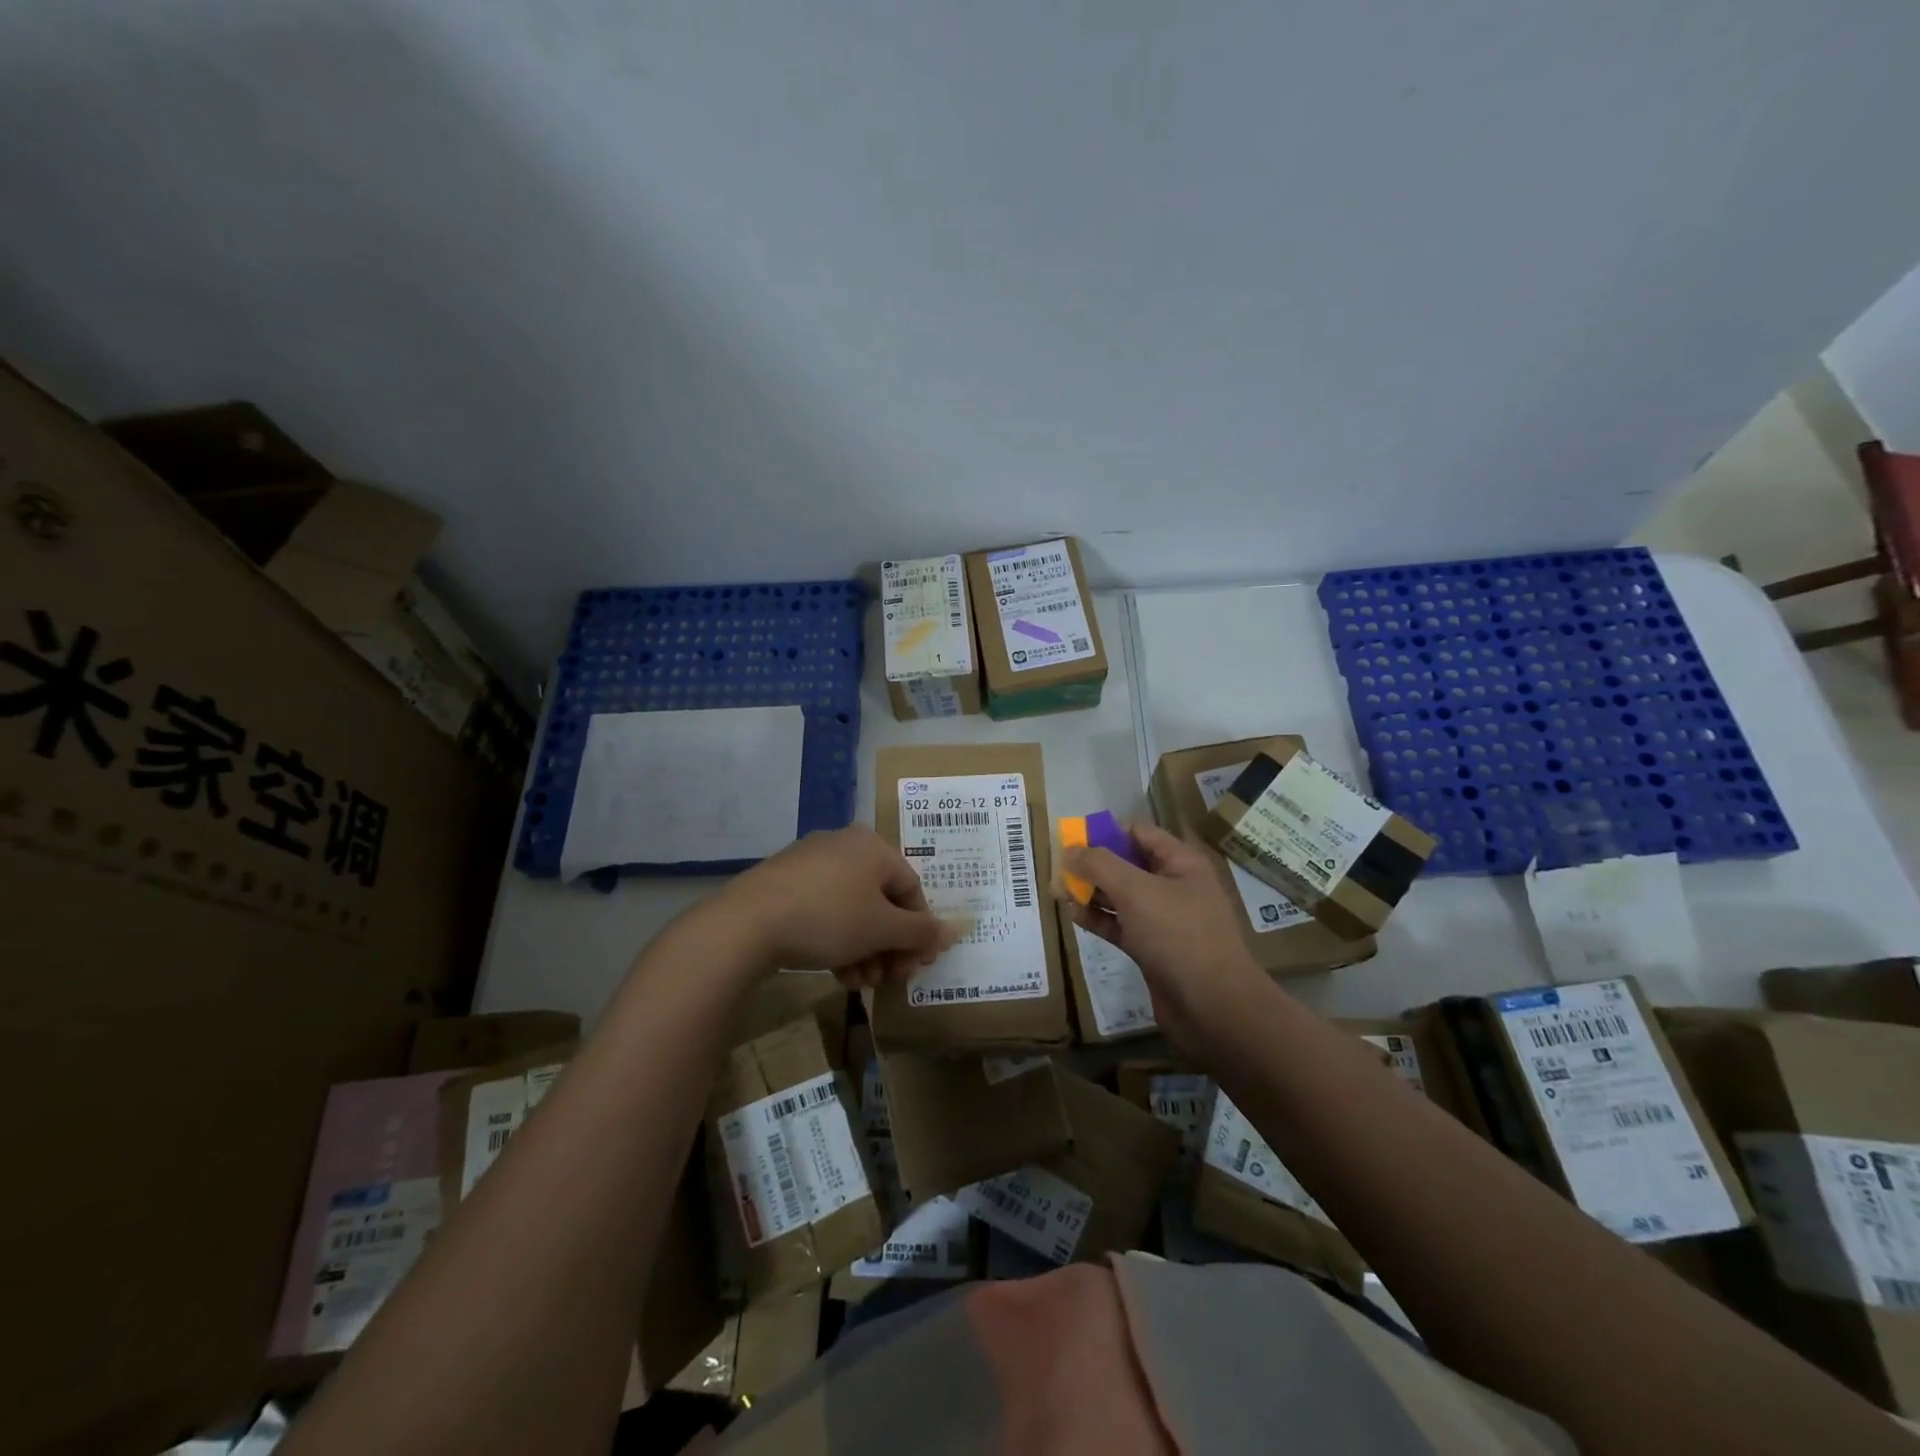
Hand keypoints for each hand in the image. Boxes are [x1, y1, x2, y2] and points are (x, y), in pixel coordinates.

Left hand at [716, 826, 954, 987]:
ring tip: (860, 983)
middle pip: (882, 901)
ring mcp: (810, 863)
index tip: (915, 967)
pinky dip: (837, 941)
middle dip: (889, 946)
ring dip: (865, 950)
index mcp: (872, 846)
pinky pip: (825, 911)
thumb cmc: (828, 917)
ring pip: (853, 910)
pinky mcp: (785, 884)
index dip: (919, 930)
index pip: (912, 888)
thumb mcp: (882, 929)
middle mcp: (844, 846)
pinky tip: (837, 973)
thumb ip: (921, 932)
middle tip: (887, 980)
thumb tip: (955, 930)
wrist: (746, 924)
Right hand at [1061, 822, 1270, 1049]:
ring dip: (1092, 892)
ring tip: (1058, 891)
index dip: (1105, 832)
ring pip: (1122, 896)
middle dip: (1093, 864)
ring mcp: (1165, 919)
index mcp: (1181, 863)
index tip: (1071, 840)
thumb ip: (1099, 865)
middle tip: (1058, 869)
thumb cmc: (1178, 935)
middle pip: (1127, 864)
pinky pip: (1121, 925)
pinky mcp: (1154, 949)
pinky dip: (1099, 919)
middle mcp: (1175, 886)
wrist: (1212, 1006)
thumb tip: (1069, 850)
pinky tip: (1074, 917)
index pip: (1139, 833)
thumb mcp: (1136, 891)